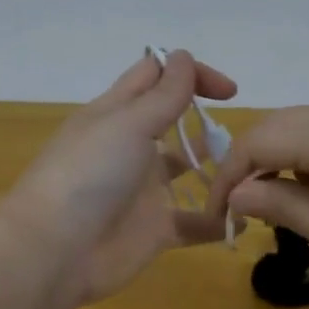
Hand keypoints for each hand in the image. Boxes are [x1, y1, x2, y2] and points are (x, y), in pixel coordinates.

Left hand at [0, 50, 236, 307]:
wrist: (55, 251)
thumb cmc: (89, 174)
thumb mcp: (128, 124)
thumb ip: (163, 94)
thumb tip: (183, 56)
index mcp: (117, 113)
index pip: (155, 77)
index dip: (190, 73)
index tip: (228, 92)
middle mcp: (131, 147)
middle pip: (174, 123)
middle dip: (207, 122)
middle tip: (246, 137)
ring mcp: (143, 190)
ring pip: (188, 172)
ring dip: (219, 170)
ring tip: (252, 173)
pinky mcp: (154, 230)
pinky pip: (194, 223)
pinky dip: (219, 221)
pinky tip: (244, 218)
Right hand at [206, 106, 308, 303]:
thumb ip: (282, 205)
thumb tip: (236, 193)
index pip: (256, 142)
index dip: (227, 178)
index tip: (217, 219)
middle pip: (278, 126)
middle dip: (248, 165)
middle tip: (238, 211)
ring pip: (305, 129)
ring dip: (278, 162)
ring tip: (270, 207)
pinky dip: (308, 161)